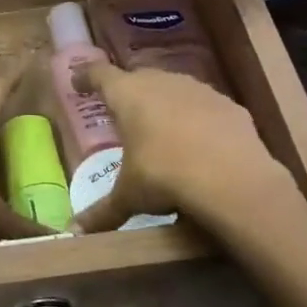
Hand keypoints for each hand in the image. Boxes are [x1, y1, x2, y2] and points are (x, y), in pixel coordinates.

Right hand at [73, 63, 304, 243]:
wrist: (232, 179)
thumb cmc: (164, 176)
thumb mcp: (129, 196)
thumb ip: (102, 211)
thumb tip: (74, 231)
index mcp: (128, 95)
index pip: (100, 74)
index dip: (87, 77)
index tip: (78, 82)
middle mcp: (161, 82)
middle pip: (138, 77)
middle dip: (129, 91)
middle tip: (122, 110)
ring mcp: (198, 90)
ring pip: (174, 88)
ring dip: (165, 102)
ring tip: (162, 126)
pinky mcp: (229, 104)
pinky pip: (206, 106)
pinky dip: (199, 118)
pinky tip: (201, 140)